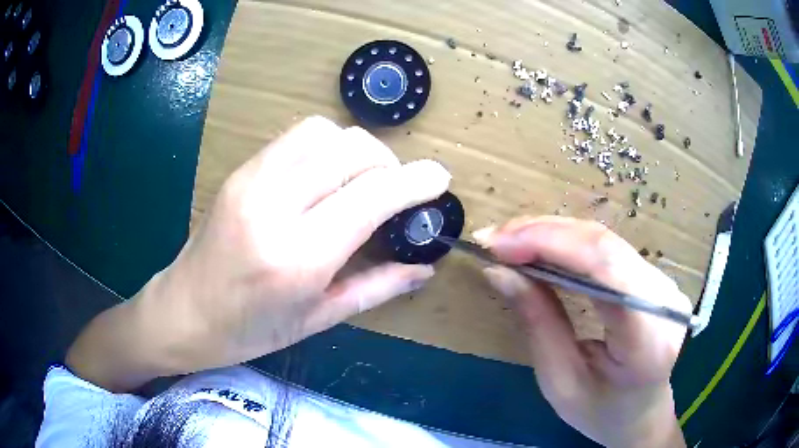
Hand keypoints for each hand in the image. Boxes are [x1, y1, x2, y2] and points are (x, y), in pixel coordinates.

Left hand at [67, 116, 450, 390]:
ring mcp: (252, 180)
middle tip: (397, 191)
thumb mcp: (318, 320)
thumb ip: (378, 287)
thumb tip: (425, 267)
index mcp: (298, 256)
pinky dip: (327, 147)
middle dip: (389, 163)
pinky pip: (297, 137)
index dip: (415, 181)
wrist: (183, 312)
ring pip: (324, 131)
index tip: (440, 179)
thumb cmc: (249, 331)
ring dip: (357, 149)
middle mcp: (274, 205)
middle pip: (351, 149)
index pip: (372, 195)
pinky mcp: (241, 170)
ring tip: (363, 181)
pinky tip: (328, 177)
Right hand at [480, 217, 688, 447]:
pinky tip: (539, 247)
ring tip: (509, 242)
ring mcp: (663, 283)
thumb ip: (537, 323)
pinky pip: (607, 248)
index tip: (498, 244)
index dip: (550, 243)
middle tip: (494, 239)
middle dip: (543, 233)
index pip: (605, 268)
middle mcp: (663, 299)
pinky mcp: (654, 277)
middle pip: (603, 245)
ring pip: (604, 239)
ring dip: (552, 234)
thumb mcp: (560, 381)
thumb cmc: (601, 411)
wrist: (642, 412)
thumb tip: (499, 271)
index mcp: (647, 338)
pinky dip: (568, 243)